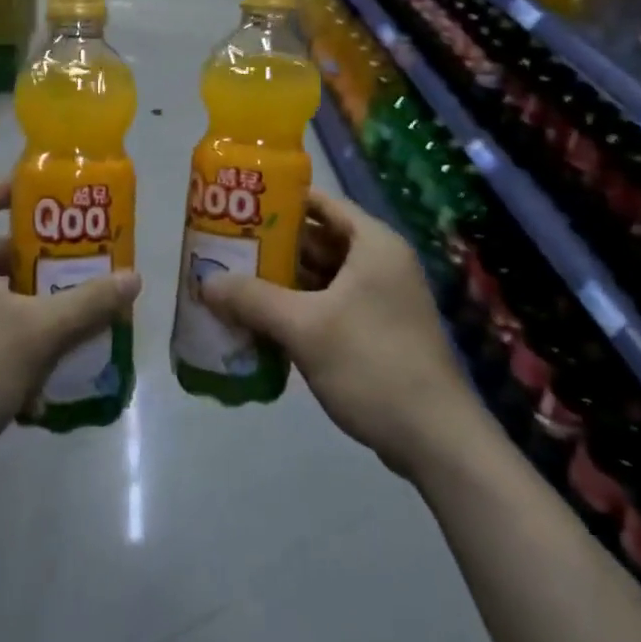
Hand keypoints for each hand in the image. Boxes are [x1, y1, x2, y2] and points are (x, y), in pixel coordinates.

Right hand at [200, 190, 480, 480]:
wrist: (436, 440)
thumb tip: (205, 282)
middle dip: (274, 246)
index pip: (321, 203)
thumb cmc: (372, 364)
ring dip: (283, 282)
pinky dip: (300, 310)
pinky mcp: (378, 331)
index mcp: (373, 244)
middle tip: (227, 248)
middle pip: (319, 240)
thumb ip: (253, 300)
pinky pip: (331, 306)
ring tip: (235, 283)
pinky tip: (263, 323)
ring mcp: (382, 299)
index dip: (280, 201)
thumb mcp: (305, 328)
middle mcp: (380, 262)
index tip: (240, 206)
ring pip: (323, 277)